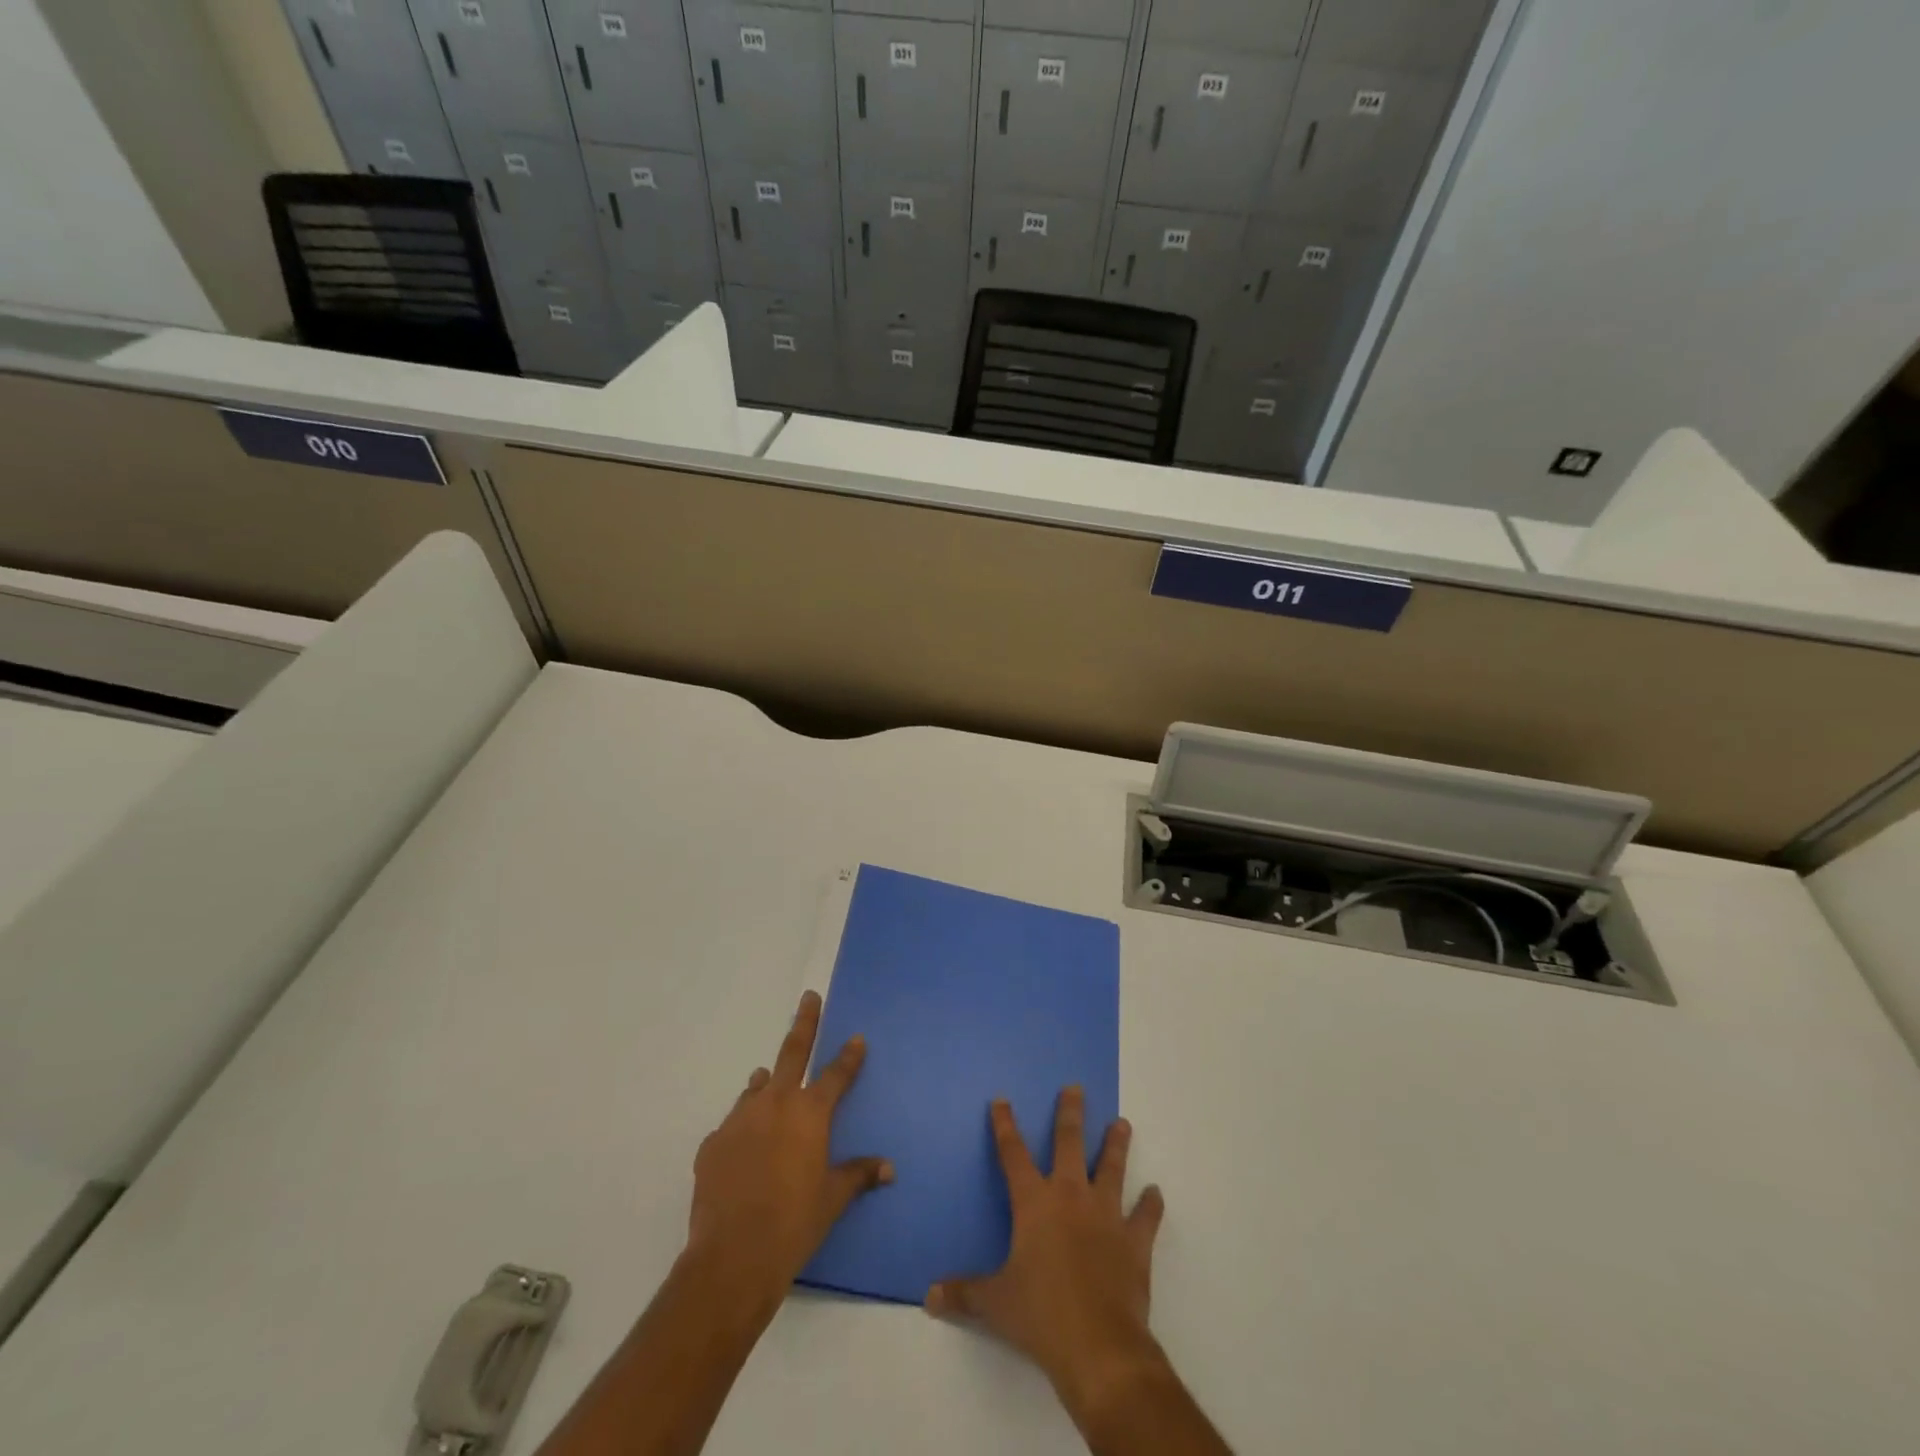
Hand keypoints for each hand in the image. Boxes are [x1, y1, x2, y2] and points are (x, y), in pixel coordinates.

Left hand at [686, 990, 892, 1311]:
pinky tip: (743, 1145)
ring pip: (756, 1088)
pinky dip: (743, 1126)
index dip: (849, 1056)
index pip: (836, 1074)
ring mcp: (739, 1120)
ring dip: (767, 1082)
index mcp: (809, 1113)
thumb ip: (859, 1175)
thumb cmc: (794, 1223)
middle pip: (793, 1052)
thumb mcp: (833, 1199)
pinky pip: (733, 1124)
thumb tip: (889, 1168)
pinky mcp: (712, 1143)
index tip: (856, 1038)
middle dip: (804, 1022)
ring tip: (769, 1079)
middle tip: (808, 998)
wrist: (733, 1256)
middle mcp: (775, 1104)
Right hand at [925, 1088, 1167, 1429]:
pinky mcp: (1134, 1241)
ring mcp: (1106, 1215)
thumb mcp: (994, 1304)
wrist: (1098, 1346)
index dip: (1004, 1126)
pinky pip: (1145, 1217)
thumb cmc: (1040, 1316)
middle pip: (1069, 1143)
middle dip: (1070, 1113)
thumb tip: (928, 1296)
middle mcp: (1070, 1196)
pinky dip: (1151, 1205)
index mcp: (1034, 1204)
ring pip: (1111, 1168)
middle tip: (1075, 1087)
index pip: (1013, 1154)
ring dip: (1116, 1145)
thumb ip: (963, 1293)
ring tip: (1122, 1123)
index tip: (1001, 1100)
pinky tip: (1155, 1193)